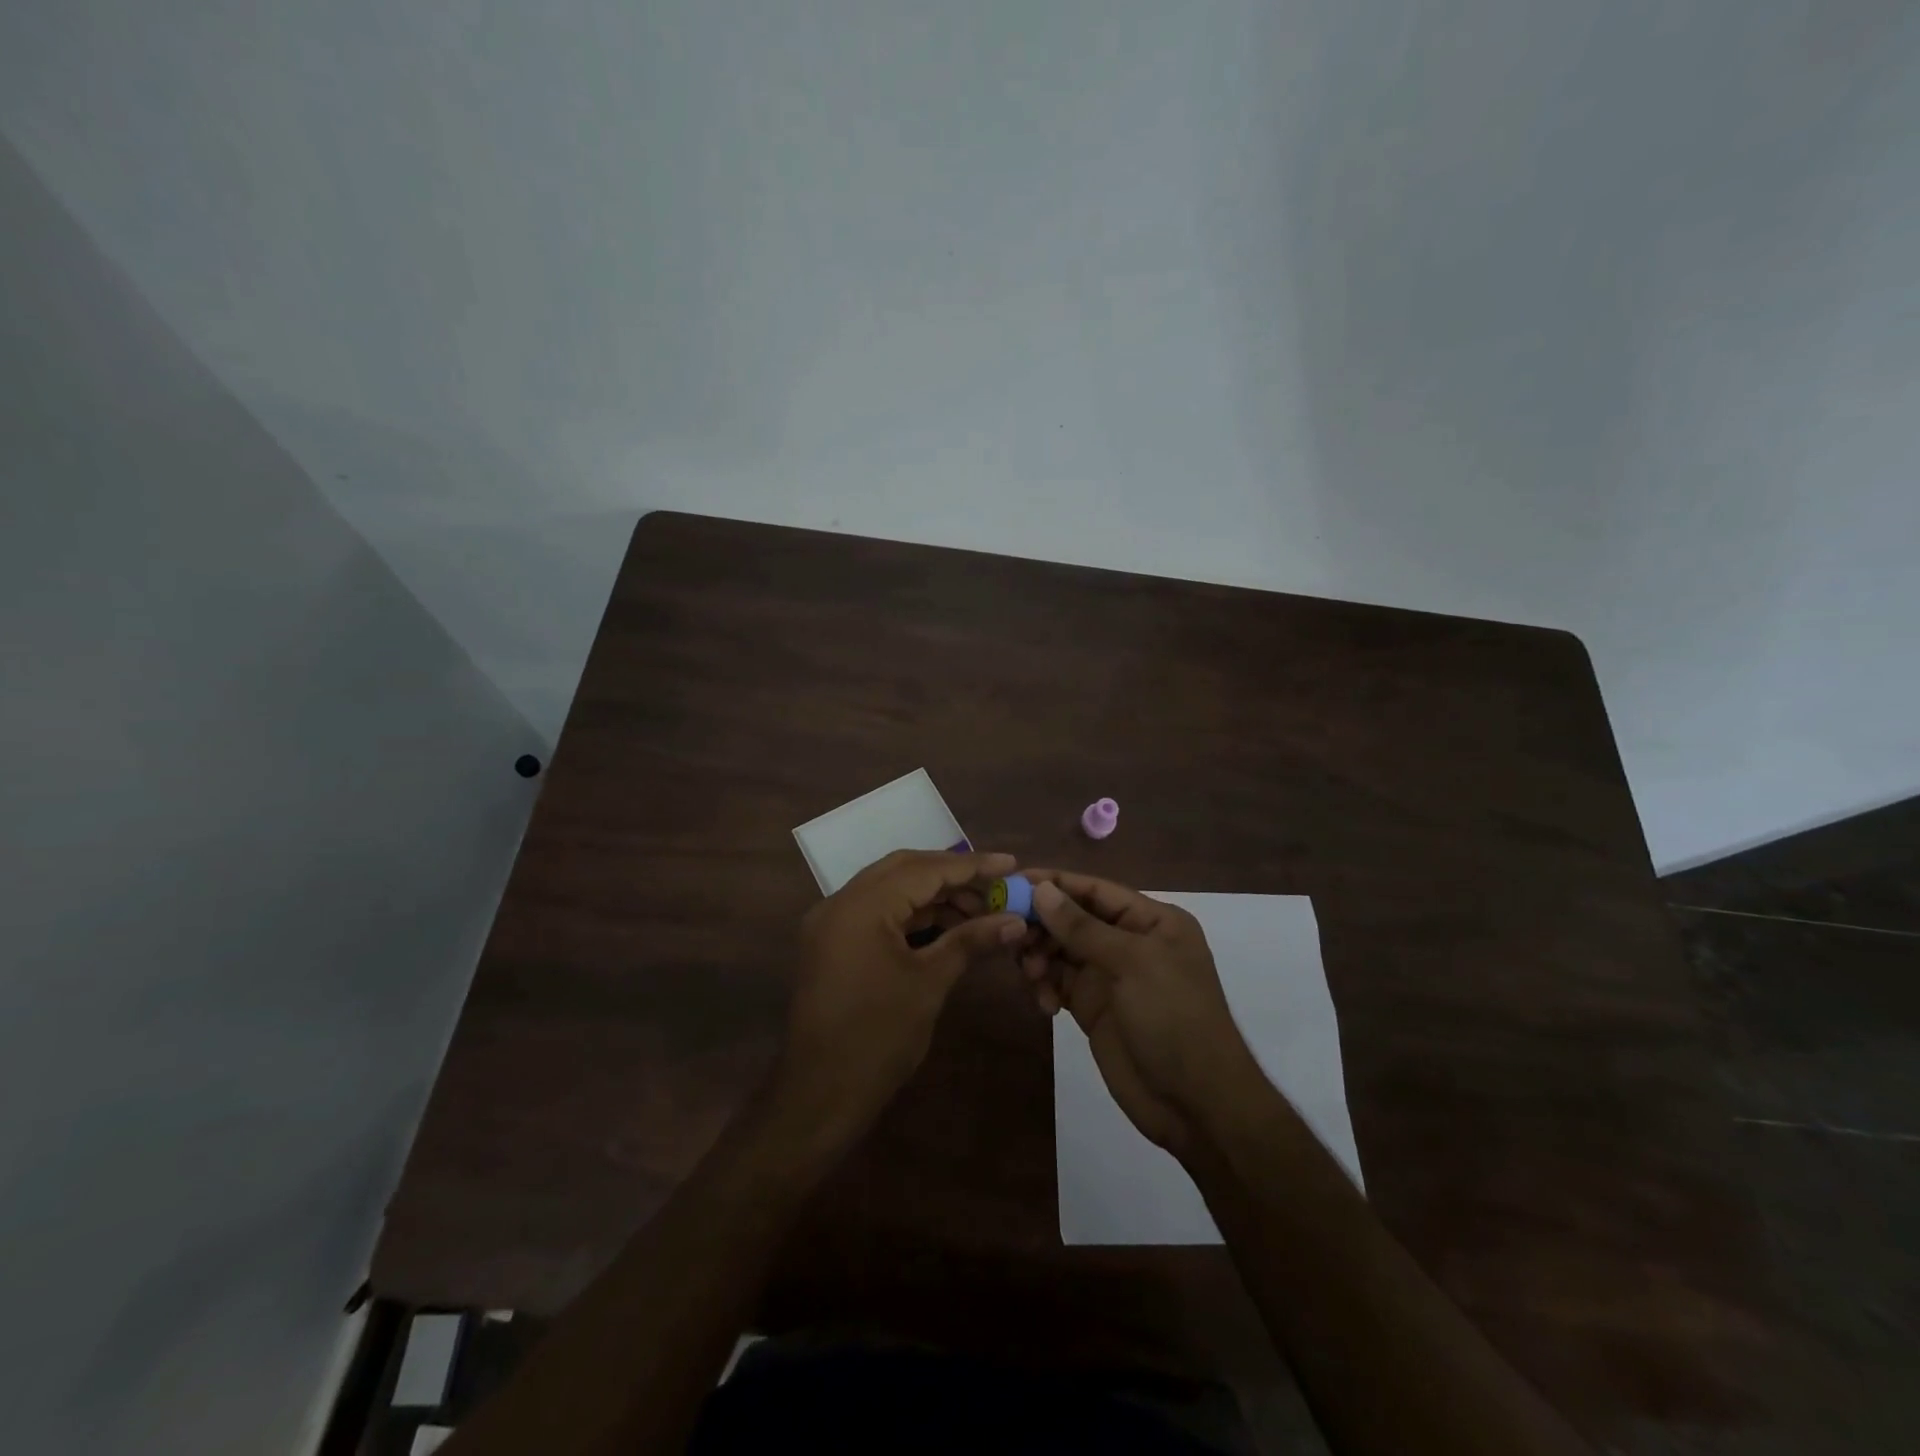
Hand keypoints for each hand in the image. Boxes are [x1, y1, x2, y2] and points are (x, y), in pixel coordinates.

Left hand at [779, 849, 1026, 1138]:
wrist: (820, 1095)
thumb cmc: (879, 1037)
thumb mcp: (930, 983)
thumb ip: (970, 941)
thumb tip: (1015, 920)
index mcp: (861, 905)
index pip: (924, 869)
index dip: (972, 866)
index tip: (1011, 864)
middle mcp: (840, 902)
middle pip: (904, 869)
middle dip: (952, 875)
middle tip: (995, 887)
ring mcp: (832, 922)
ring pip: (890, 890)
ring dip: (933, 896)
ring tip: (979, 912)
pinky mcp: (832, 943)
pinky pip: (876, 912)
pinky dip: (911, 914)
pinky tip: (945, 927)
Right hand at [1020, 871, 1262, 1155]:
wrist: (1196, 1104)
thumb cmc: (1174, 1018)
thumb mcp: (1132, 964)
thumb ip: (1082, 927)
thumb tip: (1040, 889)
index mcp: (1151, 921)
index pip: (1094, 890)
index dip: (1054, 884)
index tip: (1011, 883)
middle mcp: (1129, 942)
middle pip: (1073, 919)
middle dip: (1042, 925)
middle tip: (1011, 935)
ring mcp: (1110, 976)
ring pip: (1061, 951)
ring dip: (1040, 957)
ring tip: (1031, 974)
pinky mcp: (1093, 1007)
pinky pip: (1059, 983)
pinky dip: (1045, 986)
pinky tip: (1045, 1004)